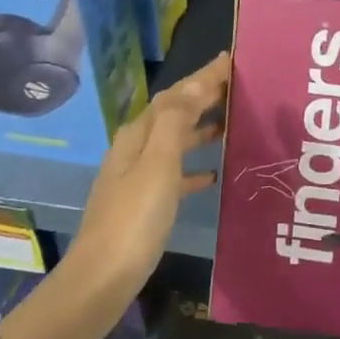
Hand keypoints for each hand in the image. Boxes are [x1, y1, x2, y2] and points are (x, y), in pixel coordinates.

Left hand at [67, 51, 230, 293]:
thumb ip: (177, 121)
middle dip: (202, 98)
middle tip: (237, 86)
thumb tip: (198, 82)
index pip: (175, 95)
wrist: (102, 279)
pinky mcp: (143, 206)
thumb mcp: (158, 164)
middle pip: (173, 114)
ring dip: (199, 129)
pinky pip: (173, 175)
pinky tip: (212, 176)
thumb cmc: (134, 218)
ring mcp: (137, 178)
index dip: (202, 77)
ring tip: (230, 124)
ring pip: (174, 142)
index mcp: (138, 135)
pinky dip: (193, 169)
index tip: (230, 59)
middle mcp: (135, 150)